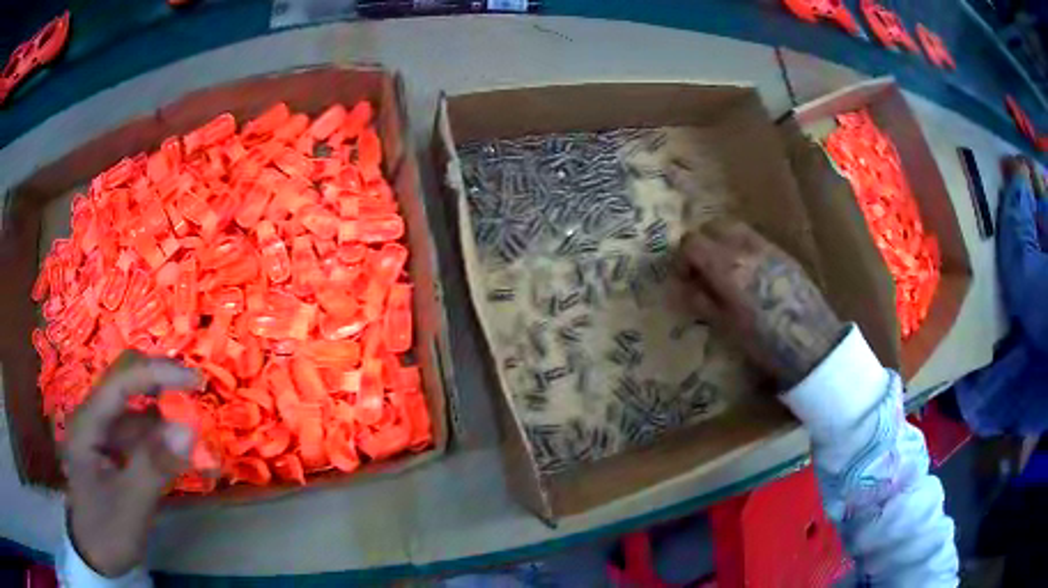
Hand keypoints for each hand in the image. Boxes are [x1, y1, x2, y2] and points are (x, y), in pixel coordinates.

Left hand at [64, 351, 201, 576]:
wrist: (95, 557)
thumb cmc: (106, 531)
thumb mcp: (131, 505)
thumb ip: (154, 465)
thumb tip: (189, 427)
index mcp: (89, 422)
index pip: (121, 381)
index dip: (157, 373)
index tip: (196, 382)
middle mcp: (94, 418)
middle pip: (126, 382)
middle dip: (160, 384)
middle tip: (195, 396)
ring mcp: (103, 434)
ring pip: (136, 409)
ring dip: (165, 416)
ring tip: (194, 434)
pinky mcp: (113, 451)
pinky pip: (139, 435)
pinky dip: (161, 440)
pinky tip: (179, 455)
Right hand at [679, 219, 844, 387]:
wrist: (812, 343)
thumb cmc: (766, 343)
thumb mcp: (728, 327)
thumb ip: (703, 301)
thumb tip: (683, 287)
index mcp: (727, 267)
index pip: (692, 243)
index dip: (682, 259)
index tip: (684, 279)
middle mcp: (745, 248)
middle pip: (712, 227)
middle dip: (701, 244)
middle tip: (701, 270)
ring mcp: (767, 247)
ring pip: (735, 229)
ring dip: (722, 242)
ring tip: (724, 270)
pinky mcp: (784, 254)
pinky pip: (755, 239)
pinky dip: (742, 248)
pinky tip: (750, 274)